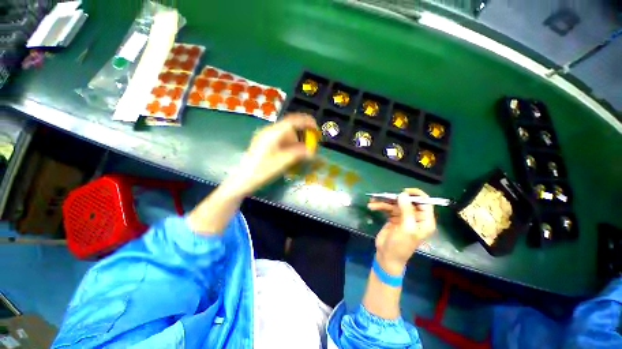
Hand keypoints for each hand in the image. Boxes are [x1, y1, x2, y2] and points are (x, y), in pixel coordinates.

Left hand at [226, 113, 317, 195]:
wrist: (243, 179)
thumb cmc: (262, 170)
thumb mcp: (282, 162)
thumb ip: (298, 154)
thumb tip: (312, 151)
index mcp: (273, 133)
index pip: (292, 121)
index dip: (306, 122)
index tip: (316, 128)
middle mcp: (269, 131)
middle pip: (290, 128)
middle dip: (301, 136)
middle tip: (308, 148)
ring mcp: (266, 137)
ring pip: (286, 135)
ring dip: (295, 143)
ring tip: (297, 155)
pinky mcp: (265, 143)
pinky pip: (281, 140)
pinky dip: (289, 146)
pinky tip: (289, 156)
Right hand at [368, 188, 435, 273]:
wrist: (387, 257)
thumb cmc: (401, 246)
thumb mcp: (406, 229)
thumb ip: (407, 211)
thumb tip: (403, 194)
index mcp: (424, 221)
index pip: (425, 203)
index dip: (416, 195)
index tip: (404, 192)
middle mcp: (415, 217)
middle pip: (407, 201)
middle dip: (395, 198)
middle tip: (384, 196)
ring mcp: (403, 217)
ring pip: (395, 204)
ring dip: (384, 202)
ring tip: (373, 201)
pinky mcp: (393, 218)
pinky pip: (387, 208)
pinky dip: (380, 206)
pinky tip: (372, 206)